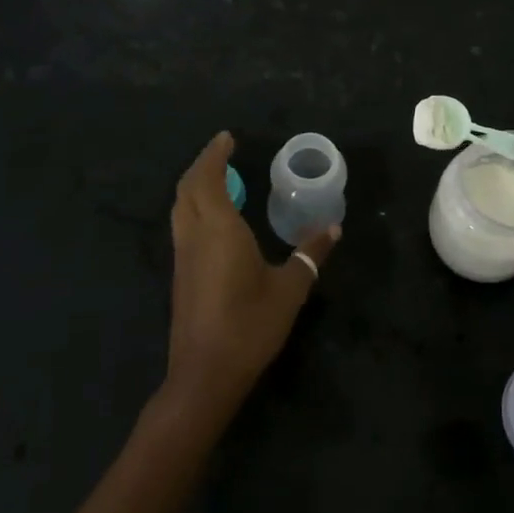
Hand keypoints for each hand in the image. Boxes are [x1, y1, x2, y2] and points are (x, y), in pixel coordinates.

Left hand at [165, 132, 340, 418]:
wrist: (205, 374)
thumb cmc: (250, 325)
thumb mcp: (290, 288)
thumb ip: (310, 254)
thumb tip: (333, 227)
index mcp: (219, 229)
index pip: (208, 179)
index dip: (215, 155)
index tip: (227, 138)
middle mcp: (194, 236)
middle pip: (187, 188)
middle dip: (202, 165)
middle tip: (224, 153)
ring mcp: (183, 256)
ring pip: (180, 207)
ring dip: (195, 186)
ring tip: (220, 179)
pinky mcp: (181, 275)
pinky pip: (182, 225)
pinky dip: (194, 207)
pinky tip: (215, 218)